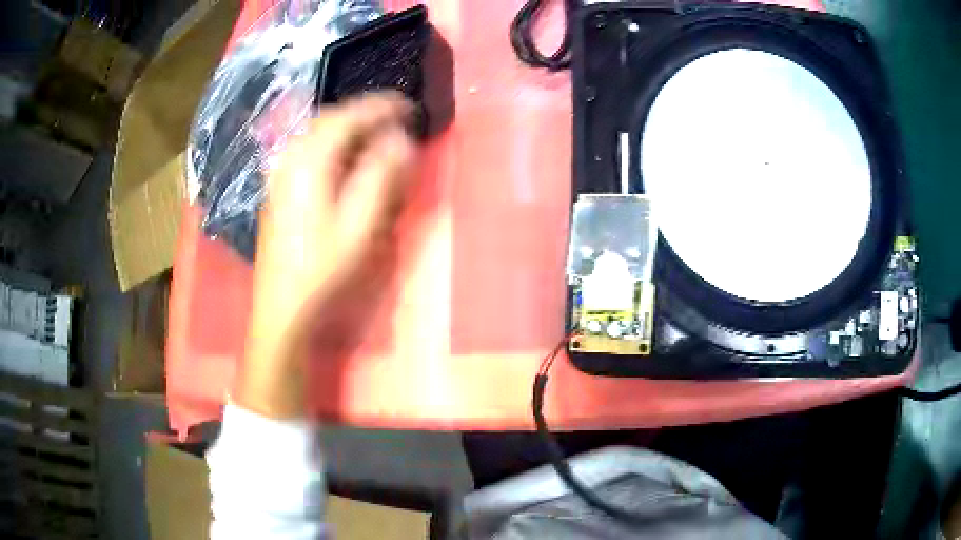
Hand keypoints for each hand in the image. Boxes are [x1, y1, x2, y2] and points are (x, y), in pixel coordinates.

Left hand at [236, 93, 415, 418]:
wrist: (282, 306)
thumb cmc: (324, 268)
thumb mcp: (360, 223)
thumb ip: (382, 175)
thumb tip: (401, 139)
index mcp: (310, 161)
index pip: (349, 116)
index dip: (382, 107)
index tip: (409, 105)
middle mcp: (290, 158)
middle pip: (330, 118)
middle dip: (364, 113)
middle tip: (396, 119)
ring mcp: (280, 173)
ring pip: (317, 134)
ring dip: (348, 128)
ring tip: (376, 135)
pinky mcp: (278, 189)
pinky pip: (307, 150)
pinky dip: (332, 144)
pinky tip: (345, 159)